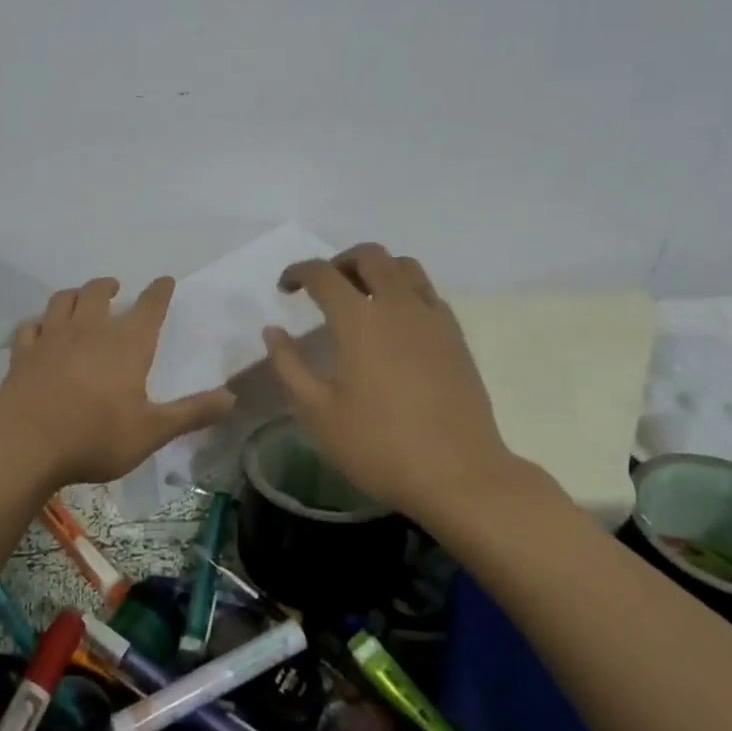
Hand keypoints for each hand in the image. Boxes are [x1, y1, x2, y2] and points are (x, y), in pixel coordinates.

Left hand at [0, 276, 236, 489]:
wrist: (26, 445)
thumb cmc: (95, 437)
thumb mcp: (152, 431)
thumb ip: (192, 413)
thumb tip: (232, 398)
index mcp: (126, 344)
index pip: (149, 307)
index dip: (159, 291)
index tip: (165, 280)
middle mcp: (89, 330)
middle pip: (98, 292)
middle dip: (109, 286)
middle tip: (115, 288)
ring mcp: (52, 338)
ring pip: (62, 300)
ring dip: (74, 294)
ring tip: (80, 298)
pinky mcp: (23, 353)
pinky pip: (31, 326)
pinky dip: (39, 323)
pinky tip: (41, 329)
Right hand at [261, 244, 560, 520]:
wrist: (458, 474)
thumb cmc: (378, 445)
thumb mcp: (317, 412)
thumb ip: (288, 366)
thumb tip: (273, 331)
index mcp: (358, 319)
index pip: (323, 274)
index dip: (298, 272)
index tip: (285, 288)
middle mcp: (397, 305)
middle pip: (369, 256)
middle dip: (339, 262)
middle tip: (323, 287)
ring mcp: (432, 318)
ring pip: (405, 266)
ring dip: (377, 269)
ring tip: (361, 296)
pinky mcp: (456, 336)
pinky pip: (428, 292)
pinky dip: (405, 290)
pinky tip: (396, 322)